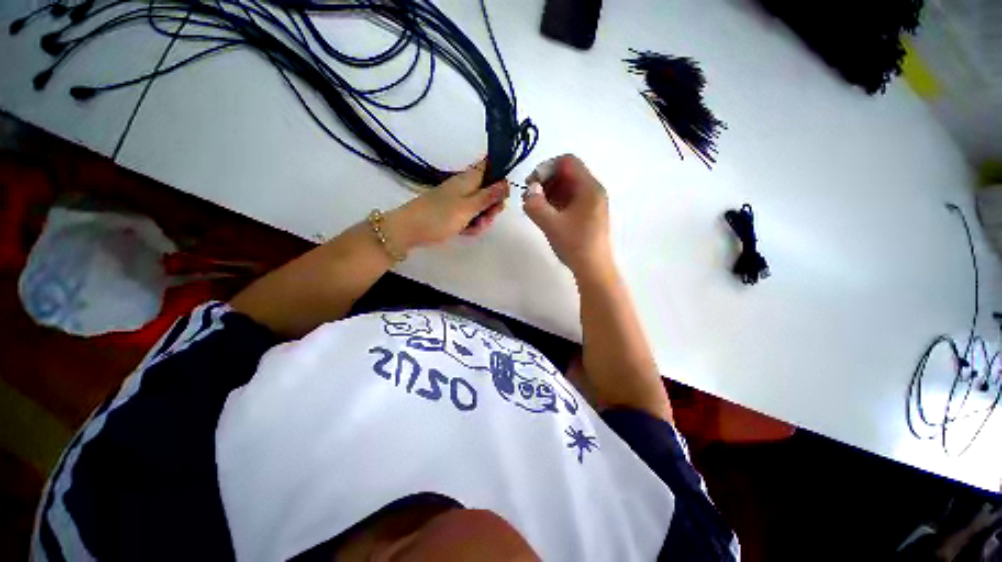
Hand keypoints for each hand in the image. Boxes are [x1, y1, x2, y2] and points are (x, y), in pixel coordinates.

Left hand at [387, 160, 509, 250]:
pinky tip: (467, 232)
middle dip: (492, 206)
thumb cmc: (440, 216)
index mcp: (469, 179)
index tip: (504, 194)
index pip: (490, 166)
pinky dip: (471, 224)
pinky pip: (470, 216)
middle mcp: (466, 186)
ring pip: (481, 207)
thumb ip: (489, 196)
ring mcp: (459, 200)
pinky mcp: (454, 213)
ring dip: (482, 219)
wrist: (410, 229)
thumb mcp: (468, 207)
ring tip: (474, 228)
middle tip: (488, 218)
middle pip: (489, 191)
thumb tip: (507, 183)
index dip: (501, 176)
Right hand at [523, 155, 613, 279]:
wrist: (593, 269)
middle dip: (546, 181)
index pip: (567, 162)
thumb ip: (535, 204)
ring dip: (549, 193)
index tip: (531, 183)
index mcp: (589, 188)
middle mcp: (593, 191)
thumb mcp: (551, 224)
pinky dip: (556, 203)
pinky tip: (546, 214)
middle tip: (530, 197)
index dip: (547, 167)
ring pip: (567, 187)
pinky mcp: (588, 215)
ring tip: (535, 207)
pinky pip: (570, 200)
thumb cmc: (575, 244)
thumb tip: (529, 191)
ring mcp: (592, 204)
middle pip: (567, 173)